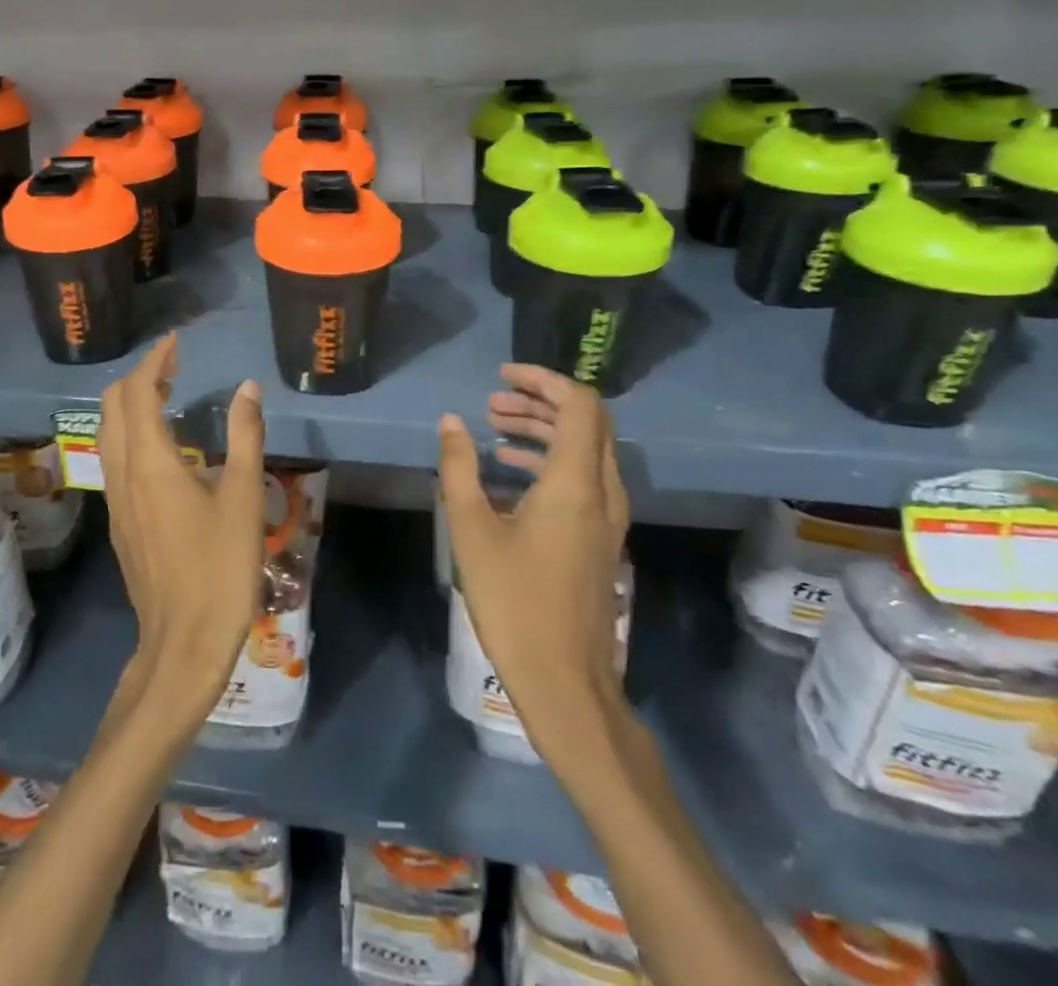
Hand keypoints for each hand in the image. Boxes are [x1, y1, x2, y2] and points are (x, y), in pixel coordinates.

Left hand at [98, 335, 266, 728]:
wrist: (183, 642)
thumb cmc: (220, 568)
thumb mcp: (244, 498)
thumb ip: (246, 436)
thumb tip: (247, 388)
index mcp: (149, 462)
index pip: (138, 392)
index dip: (155, 361)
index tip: (175, 343)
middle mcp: (122, 473)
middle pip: (112, 406)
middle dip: (139, 378)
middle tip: (175, 368)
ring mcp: (114, 499)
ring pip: (108, 433)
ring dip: (131, 405)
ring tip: (168, 396)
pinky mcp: (118, 521)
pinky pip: (114, 458)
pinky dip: (131, 433)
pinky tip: (163, 446)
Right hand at [437, 363, 629, 773]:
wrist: (565, 681)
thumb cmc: (514, 602)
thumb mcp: (472, 529)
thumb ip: (459, 468)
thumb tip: (450, 421)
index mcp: (576, 483)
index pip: (579, 405)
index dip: (543, 380)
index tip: (502, 375)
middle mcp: (602, 492)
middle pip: (587, 422)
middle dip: (540, 401)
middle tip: (492, 401)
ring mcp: (607, 519)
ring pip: (586, 450)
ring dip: (543, 430)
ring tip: (492, 427)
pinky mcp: (600, 539)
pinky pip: (583, 478)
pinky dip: (549, 460)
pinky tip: (507, 471)